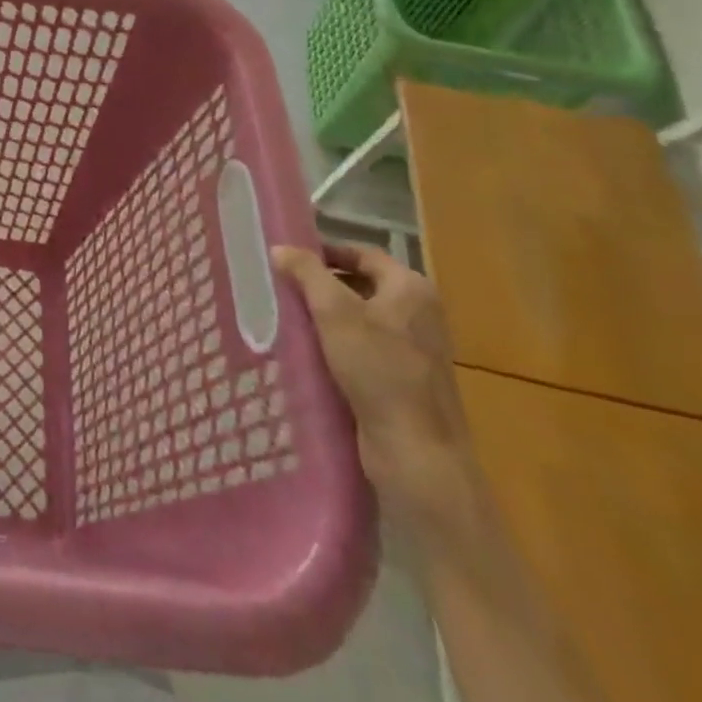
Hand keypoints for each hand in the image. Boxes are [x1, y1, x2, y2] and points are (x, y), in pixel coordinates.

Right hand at [273, 241, 476, 525]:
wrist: (416, 452)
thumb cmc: (378, 370)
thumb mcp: (334, 312)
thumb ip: (307, 273)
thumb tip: (281, 248)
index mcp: (412, 289)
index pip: (363, 254)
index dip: (326, 251)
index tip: (289, 256)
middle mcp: (420, 314)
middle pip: (362, 284)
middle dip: (322, 284)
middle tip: (283, 285)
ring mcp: (416, 349)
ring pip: (361, 318)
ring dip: (327, 316)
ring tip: (287, 315)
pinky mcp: (405, 380)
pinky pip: (365, 348)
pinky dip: (338, 343)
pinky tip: (309, 351)